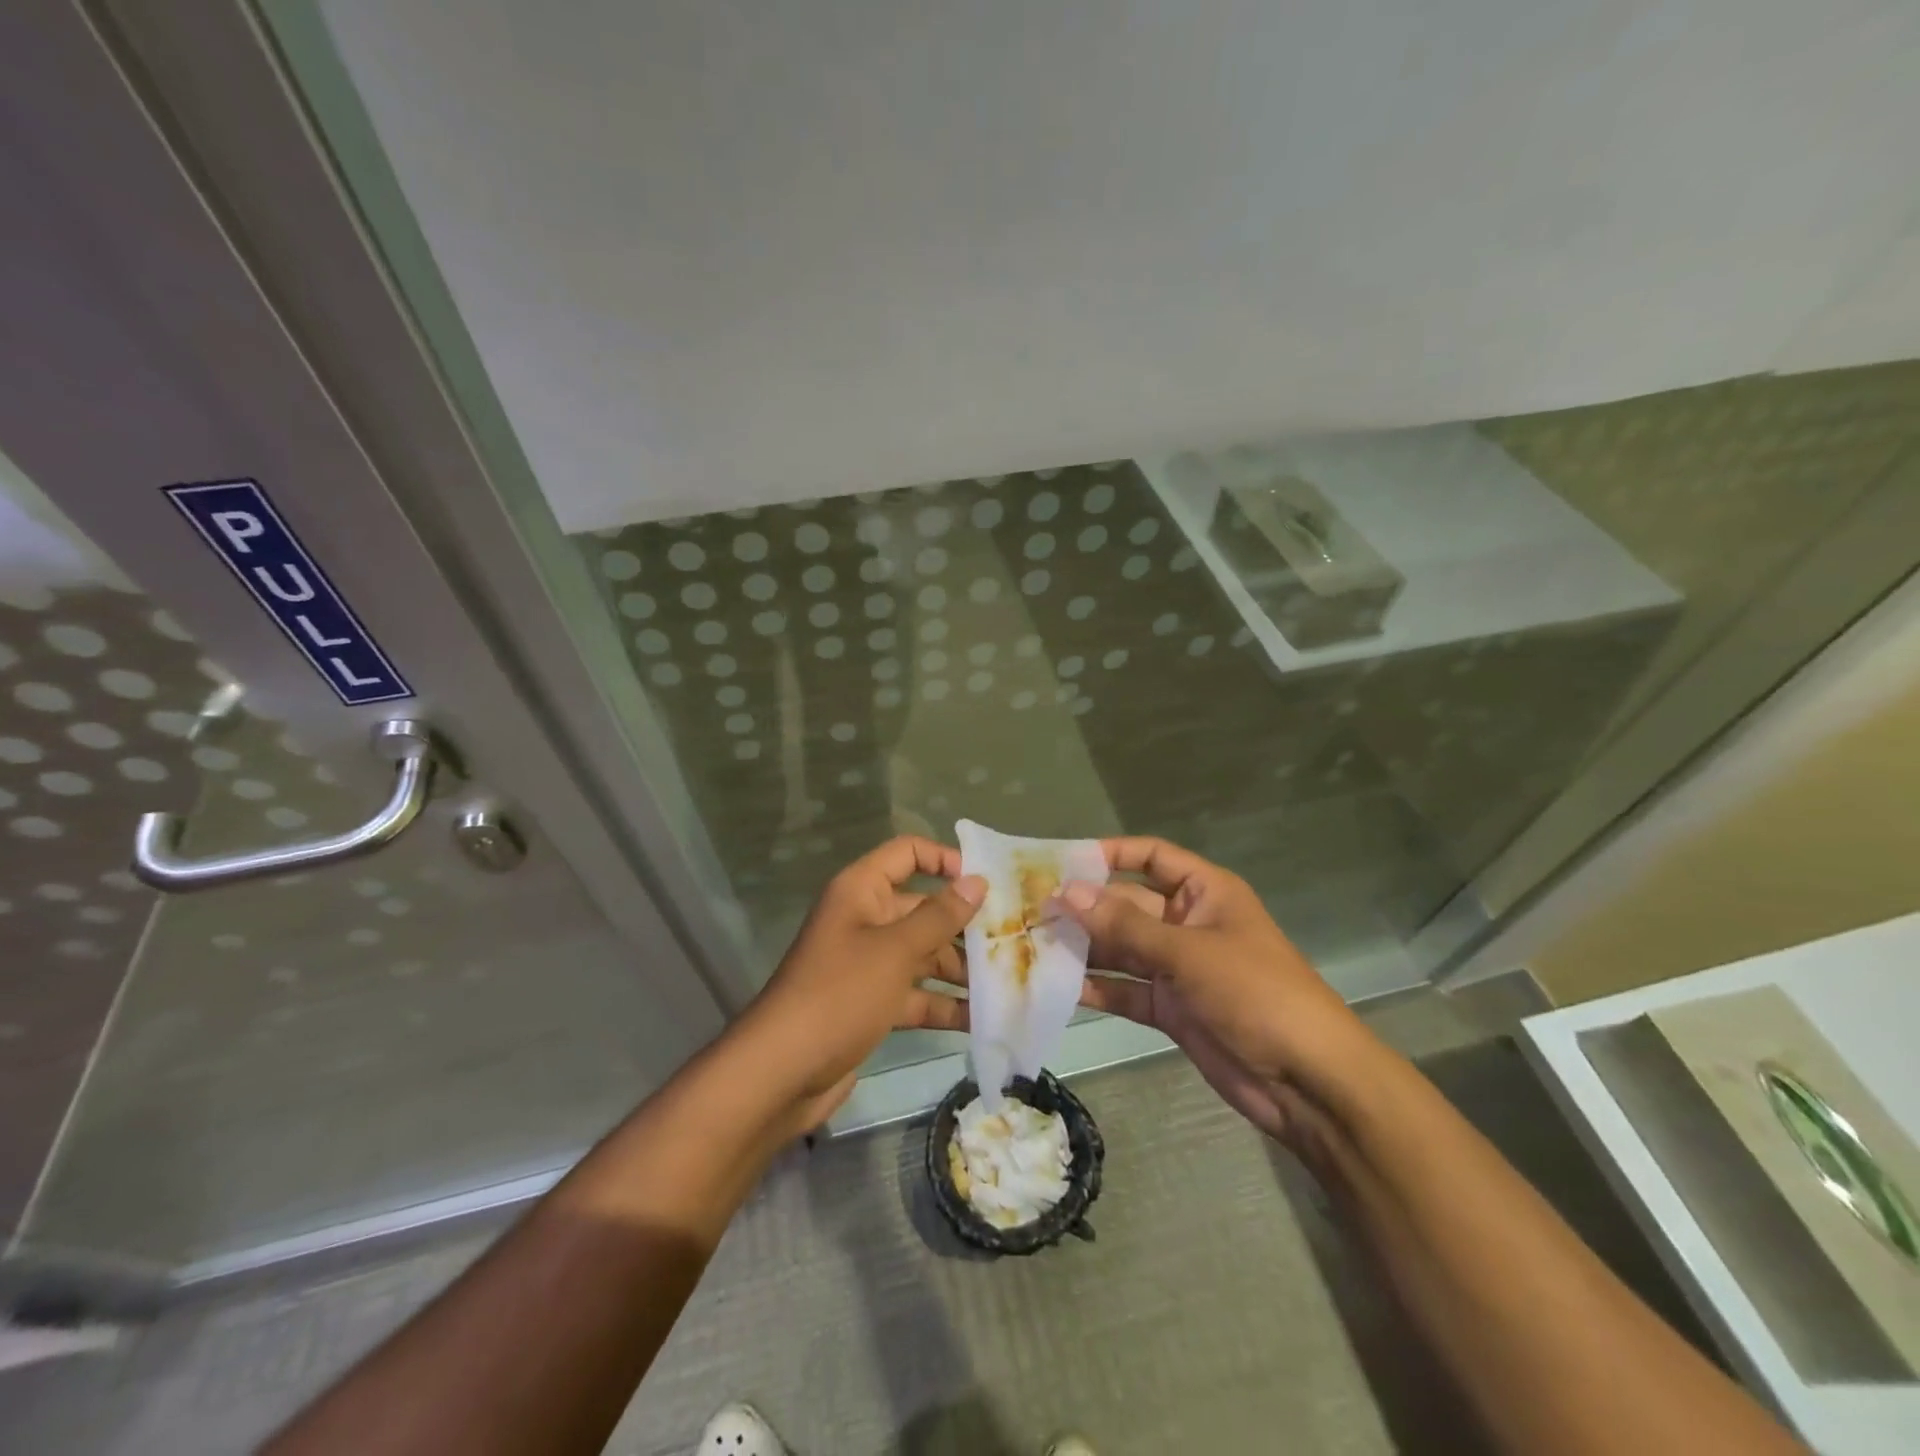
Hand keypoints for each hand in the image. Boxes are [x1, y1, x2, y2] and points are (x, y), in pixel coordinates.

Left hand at [740, 836, 983, 1132]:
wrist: (782, 1073)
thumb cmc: (840, 994)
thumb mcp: (895, 950)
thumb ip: (940, 916)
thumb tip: (977, 881)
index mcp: (861, 891)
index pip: (907, 854)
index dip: (945, 860)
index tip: (986, 882)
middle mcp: (864, 920)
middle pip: (922, 909)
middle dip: (964, 925)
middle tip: (1012, 940)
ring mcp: (868, 965)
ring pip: (922, 955)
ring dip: (959, 969)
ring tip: (1006, 982)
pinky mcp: (871, 1004)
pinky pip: (915, 994)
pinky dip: (943, 1004)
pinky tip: (981, 1019)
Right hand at [1062, 837, 1371, 1147]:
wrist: (1308, 1081)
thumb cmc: (1256, 994)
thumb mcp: (1189, 953)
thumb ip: (1125, 925)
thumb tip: (1067, 892)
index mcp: (1205, 892)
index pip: (1151, 856)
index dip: (1109, 854)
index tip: (1061, 861)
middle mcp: (1187, 923)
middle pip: (1127, 904)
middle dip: (1084, 907)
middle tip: (1029, 909)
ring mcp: (1178, 967)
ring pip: (1121, 948)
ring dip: (1084, 948)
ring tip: (1031, 946)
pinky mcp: (1170, 1008)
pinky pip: (1126, 990)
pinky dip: (1097, 989)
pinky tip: (1057, 989)